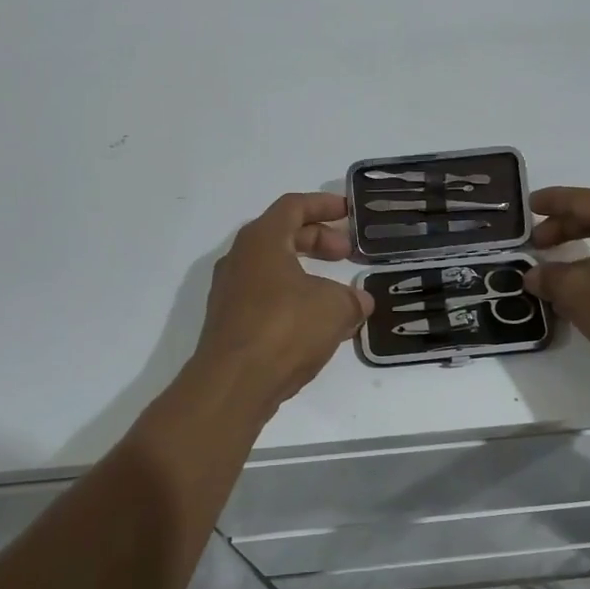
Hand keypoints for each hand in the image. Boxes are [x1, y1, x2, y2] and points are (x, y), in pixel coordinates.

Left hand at [191, 193, 373, 407]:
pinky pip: (266, 297)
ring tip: (337, 292)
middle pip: (282, 235)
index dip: (324, 205)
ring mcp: (230, 292)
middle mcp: (240, 259)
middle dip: (318, 240)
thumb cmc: (284, 328)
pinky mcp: (230, 322)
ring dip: (306, 272)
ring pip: (273, 269)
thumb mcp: (334, 308)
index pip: (293, 206)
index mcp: (262, 240)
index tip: (349, 212)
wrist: (233, 383)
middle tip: (347, 253)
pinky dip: (293, 299)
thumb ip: (352, 299)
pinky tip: (317, 323)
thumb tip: (359, 301)